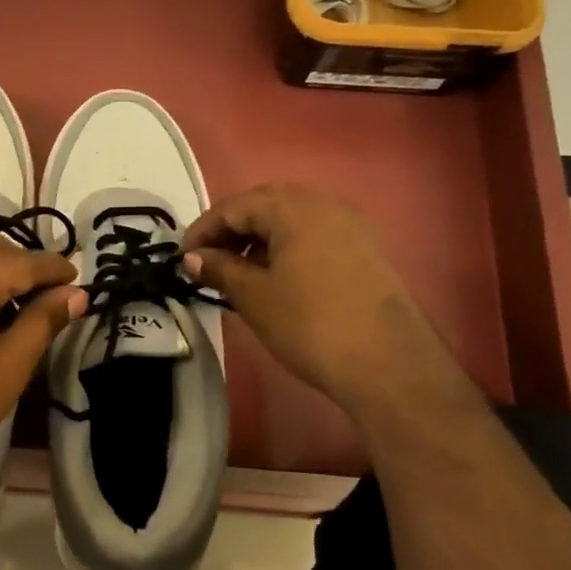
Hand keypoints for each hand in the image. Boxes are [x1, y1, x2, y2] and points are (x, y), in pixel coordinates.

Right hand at [183, 183, 465, 420]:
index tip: (182, 258)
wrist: (387, 364)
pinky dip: (284, 248)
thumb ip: (220, 269)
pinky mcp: (363, 251)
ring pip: (290, 220)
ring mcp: (349, 227)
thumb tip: (193, 258)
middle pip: (265, 205)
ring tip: (236, 272)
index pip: (235, 206)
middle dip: (231, 229)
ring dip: (257, 239)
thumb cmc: (309, 324)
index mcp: (294, 209)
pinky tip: (273, 278)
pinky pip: (312, 235)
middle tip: (208, 260)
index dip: (204, 229)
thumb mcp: (254, 296)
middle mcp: (324, 205)